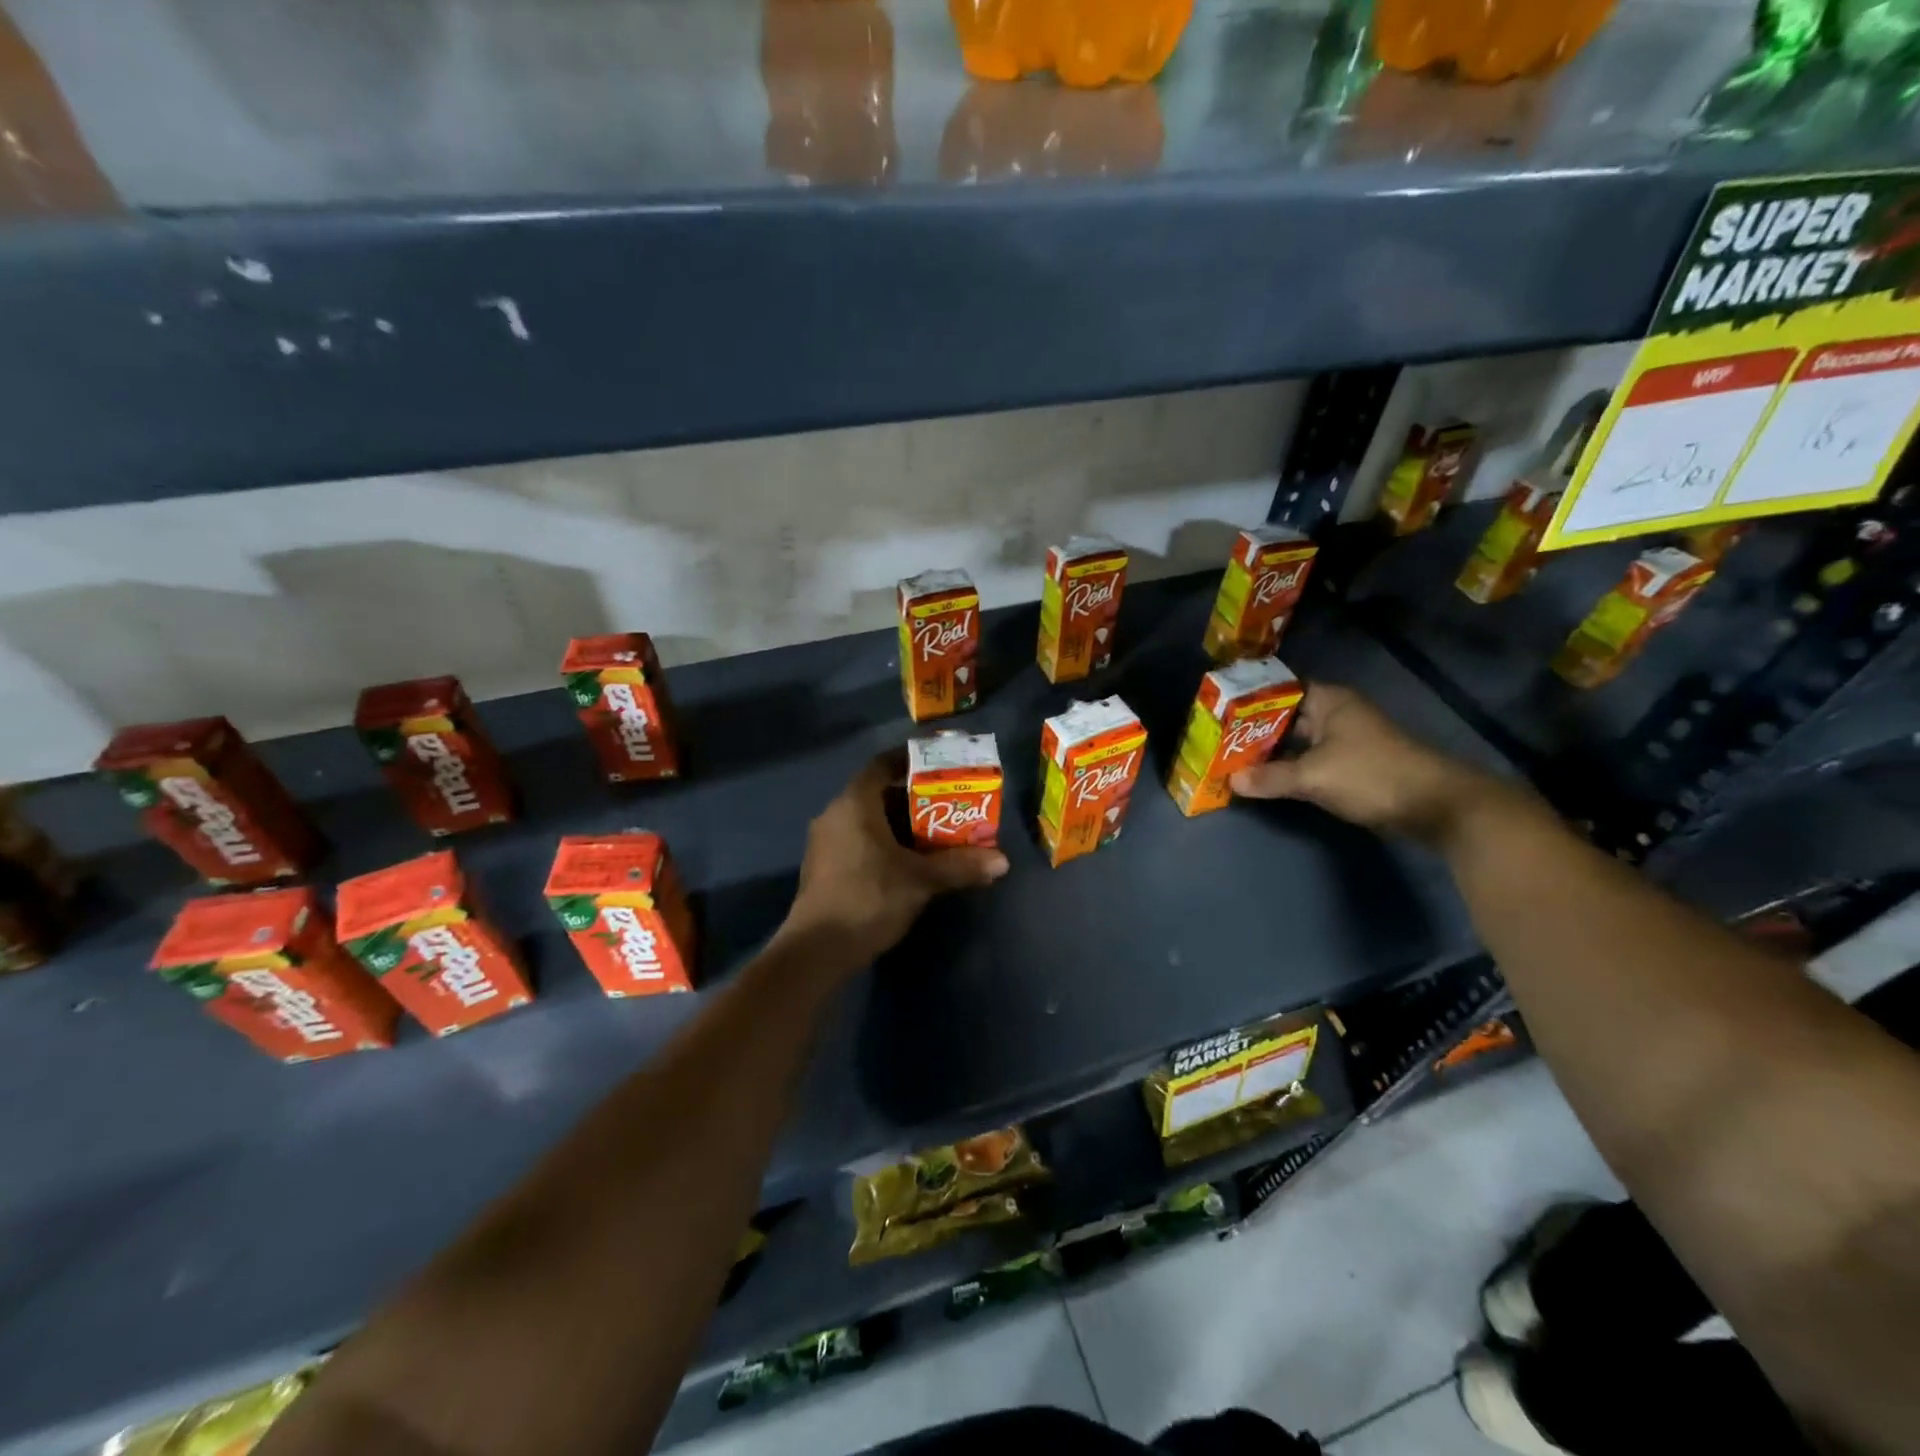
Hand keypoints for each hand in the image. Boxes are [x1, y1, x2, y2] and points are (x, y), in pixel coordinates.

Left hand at [780, 751, 1009, 967]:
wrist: (817, 950)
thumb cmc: (869, 898)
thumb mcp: (921, 880)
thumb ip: (960, 866)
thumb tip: (1003, 862)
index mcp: (854, 803)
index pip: (883, 764)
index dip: (911, 761)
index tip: (939, 765)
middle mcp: (835, 814)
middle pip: (879, 794)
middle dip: (915, 800)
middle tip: (949, 806)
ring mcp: (826, 842)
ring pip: (869, 821)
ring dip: (901, 826)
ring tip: (937, 835)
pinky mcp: (824, 867)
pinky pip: (859, 840)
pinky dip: (885, 844)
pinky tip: (909, 863)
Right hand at [1229, 682, 1496, 842]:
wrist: (1434, 806)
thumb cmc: (1371, 775)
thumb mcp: (1314, 776)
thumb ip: (1271, 777)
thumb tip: (1231, 781)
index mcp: (1328, 701)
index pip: (1279, 689)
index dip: (1249, 697)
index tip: (1219, 709)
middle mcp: (1335, 714)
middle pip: (1285, 716)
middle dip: (1253, 728)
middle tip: (1216, 738)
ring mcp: (1343, 741)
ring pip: (1295, 741)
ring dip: (1269, 751)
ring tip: (1231, 758)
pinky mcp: (1349, 765)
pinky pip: (1308, 760)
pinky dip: (1287, 767)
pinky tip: (1263, 778)